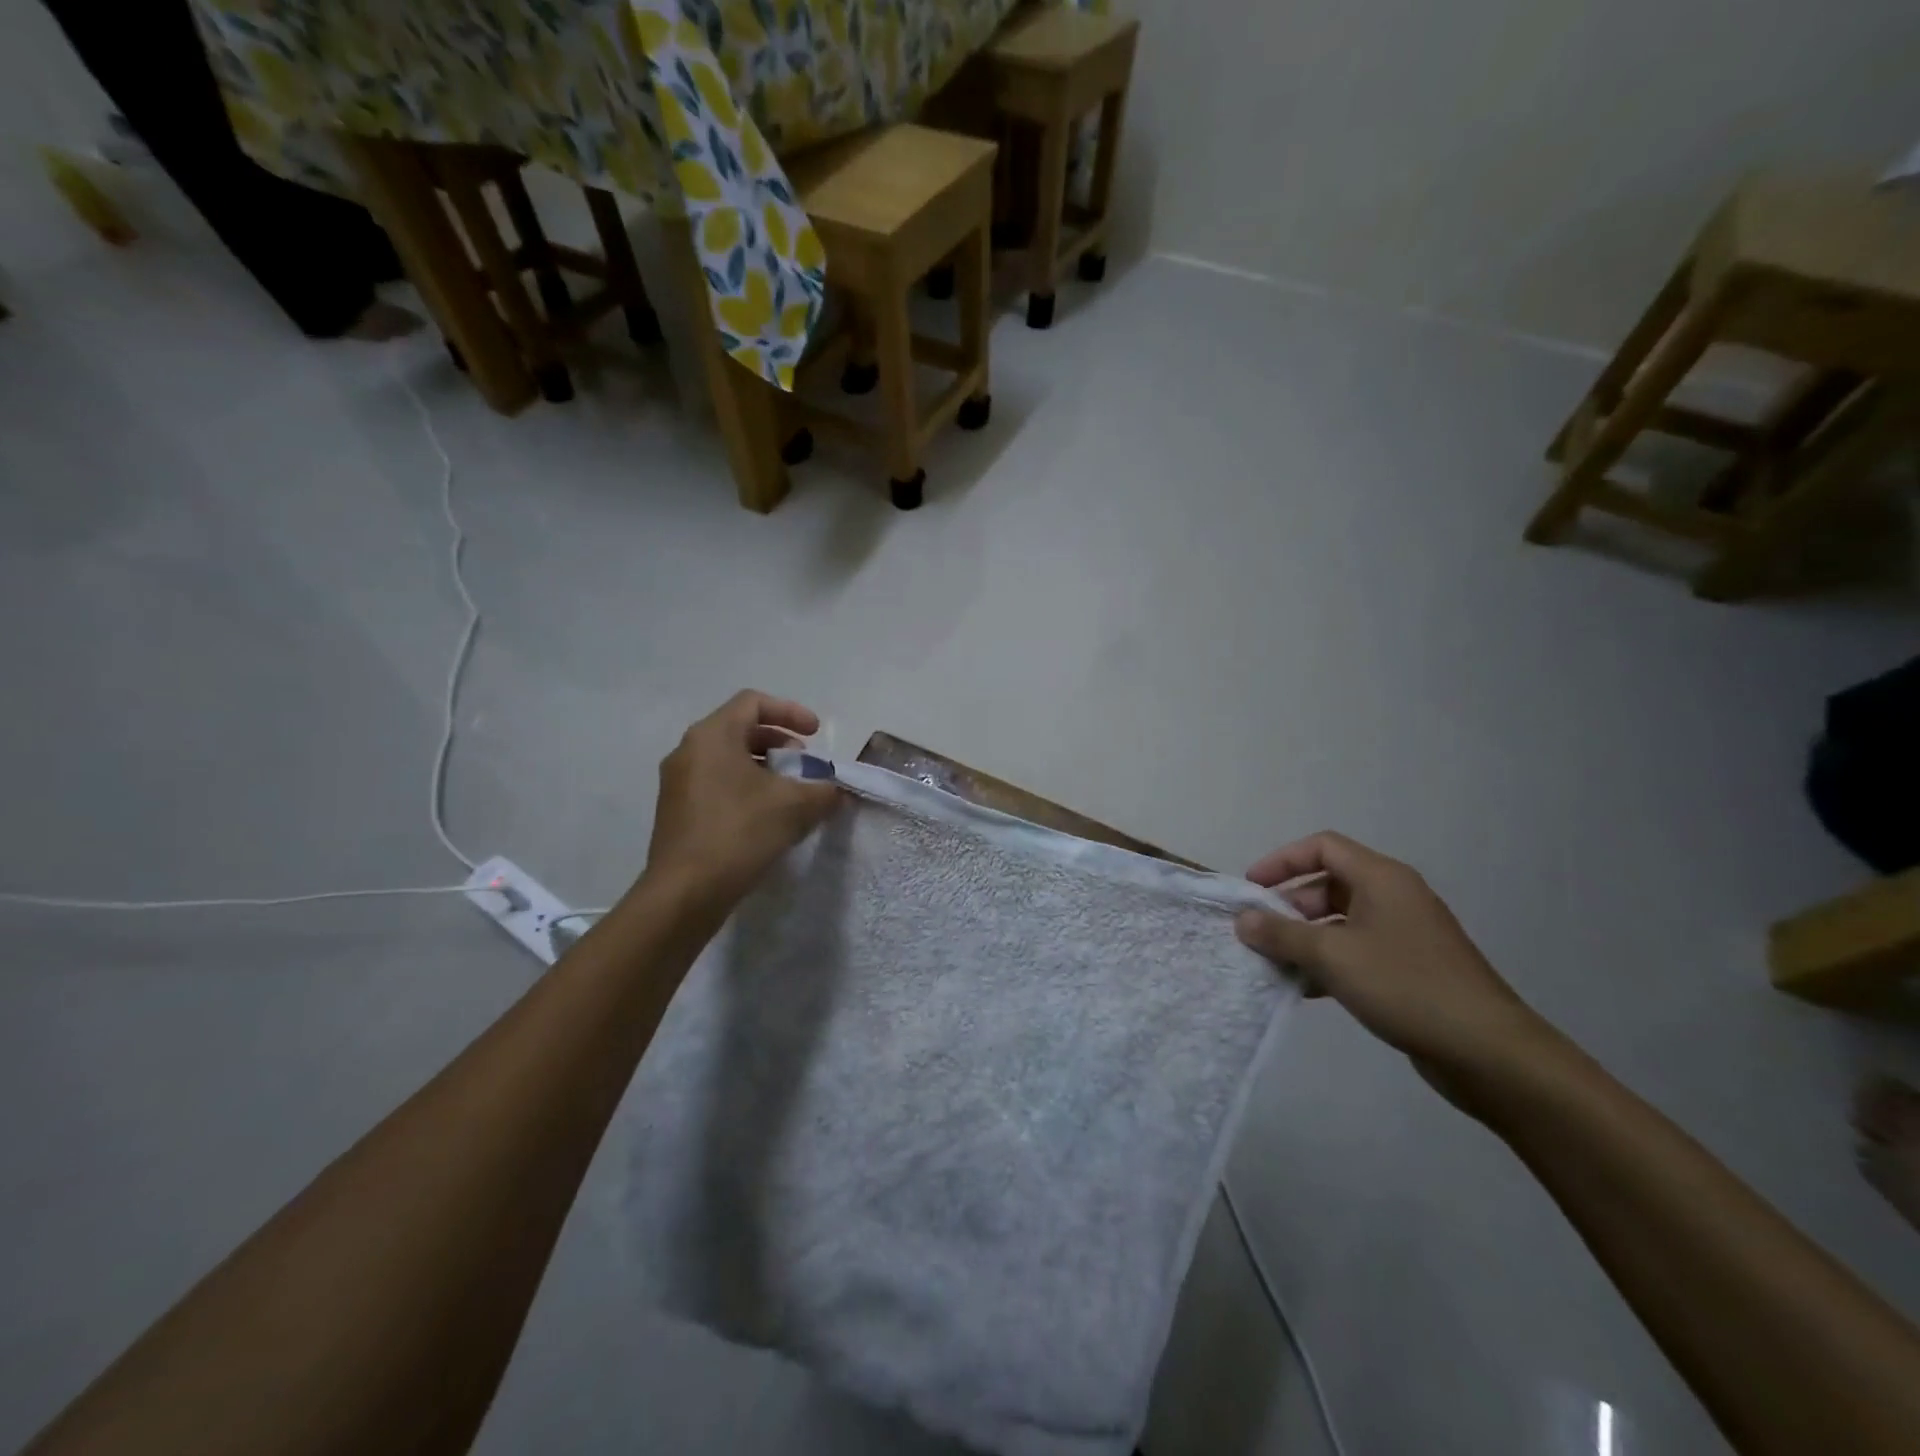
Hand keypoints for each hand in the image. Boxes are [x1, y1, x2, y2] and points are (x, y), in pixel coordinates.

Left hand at [642, 692, 839, 910]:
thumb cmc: (739, 833)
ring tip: (790, 794)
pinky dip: (745, 788)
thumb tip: (836, 790)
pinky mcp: (676, 811)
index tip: (816, 735)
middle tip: (804, 766)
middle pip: (740, 729)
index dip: (790, 712)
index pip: (753, 702)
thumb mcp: (795, 807)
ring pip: (727, 759)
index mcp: (712, 735)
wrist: (685, 892)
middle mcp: (689, 750)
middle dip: (779, 742)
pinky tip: (767, 818)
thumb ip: (824, 790)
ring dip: (764, 768)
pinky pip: (716, 783)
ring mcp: (677, 782)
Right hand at [1233, 832, 1553, 1096]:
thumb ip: (1281, 934)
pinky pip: (1357, 951)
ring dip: (1305, 938)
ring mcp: (1405, 934)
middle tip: (1259, 933)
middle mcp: (1394, 897)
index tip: (1251, 889)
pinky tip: (1304, 989)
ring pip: (1341, 922)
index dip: (1281, 861)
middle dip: (1289, 906)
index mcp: (1381, 879)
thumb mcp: (1332, 956)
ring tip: (1274, 963)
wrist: (1488, 1052)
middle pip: (1328, 884)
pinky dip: (1328, 962)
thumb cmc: (1405, 986)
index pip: (1322, 847)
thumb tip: (1243, 920)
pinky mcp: (1411, 968)